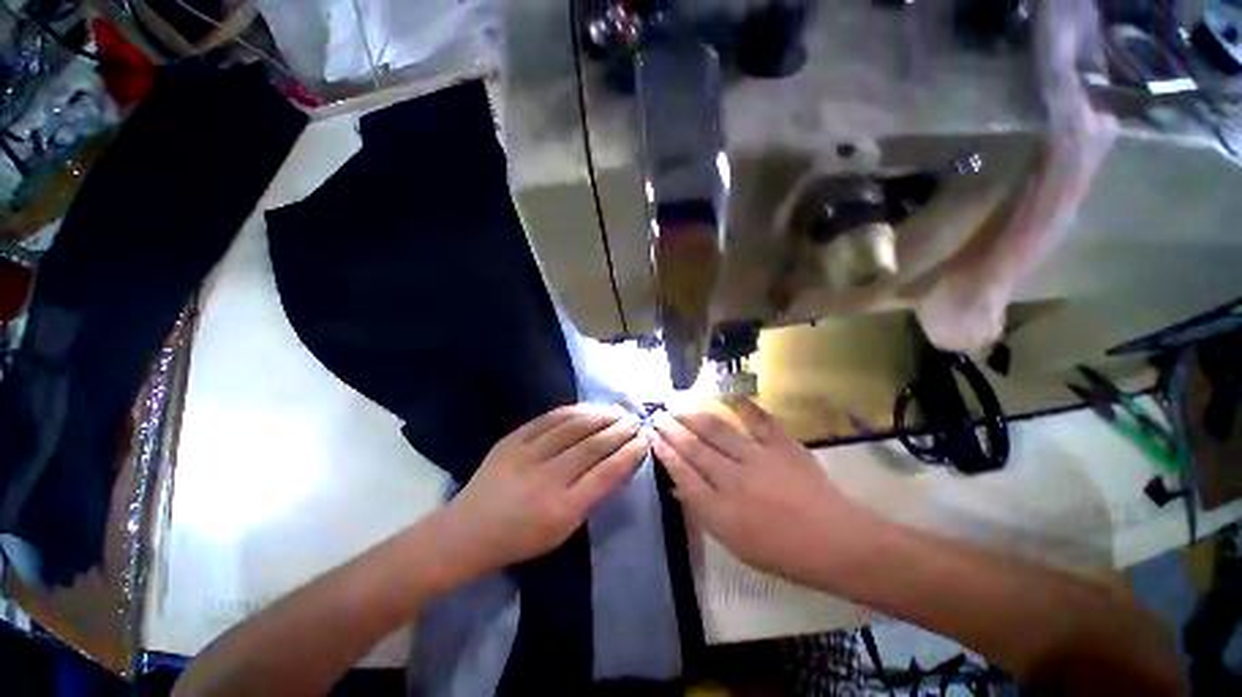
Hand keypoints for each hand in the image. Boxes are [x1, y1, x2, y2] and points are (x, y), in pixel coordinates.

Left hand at [437, 404, 646, 581]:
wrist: (467, 531)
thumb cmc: (521, 539)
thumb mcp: (563, 530)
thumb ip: (591, 497)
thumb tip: (615, 464)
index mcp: (562, 509)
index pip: (606, 473)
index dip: (629, 453)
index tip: (644, 439)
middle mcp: (547, 478)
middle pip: (592, 446)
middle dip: (619, 430)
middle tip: (635, 420)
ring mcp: (526, 455)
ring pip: (573, 427)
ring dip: (600, 416)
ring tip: (617, 410)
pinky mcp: (512, 440)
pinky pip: (548, 419)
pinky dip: (573, 411)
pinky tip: (588, 408)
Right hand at [653, 399, 873, 586]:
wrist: (837, 544)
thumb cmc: (783, 552)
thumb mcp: (735, 543)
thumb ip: (705, 511)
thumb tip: (679, 485)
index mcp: (722, 510)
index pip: (684, 474)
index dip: (665, 453)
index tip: (652, 437)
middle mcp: (735, 479)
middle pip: (695, 448)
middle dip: (672, 430)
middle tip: (658, 416)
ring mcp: (759, 458)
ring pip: (717, 430)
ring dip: (694, 416)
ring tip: (678, 405)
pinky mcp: (782, 445)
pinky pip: (759, 419)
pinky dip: (743, 405)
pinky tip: (727, 395)